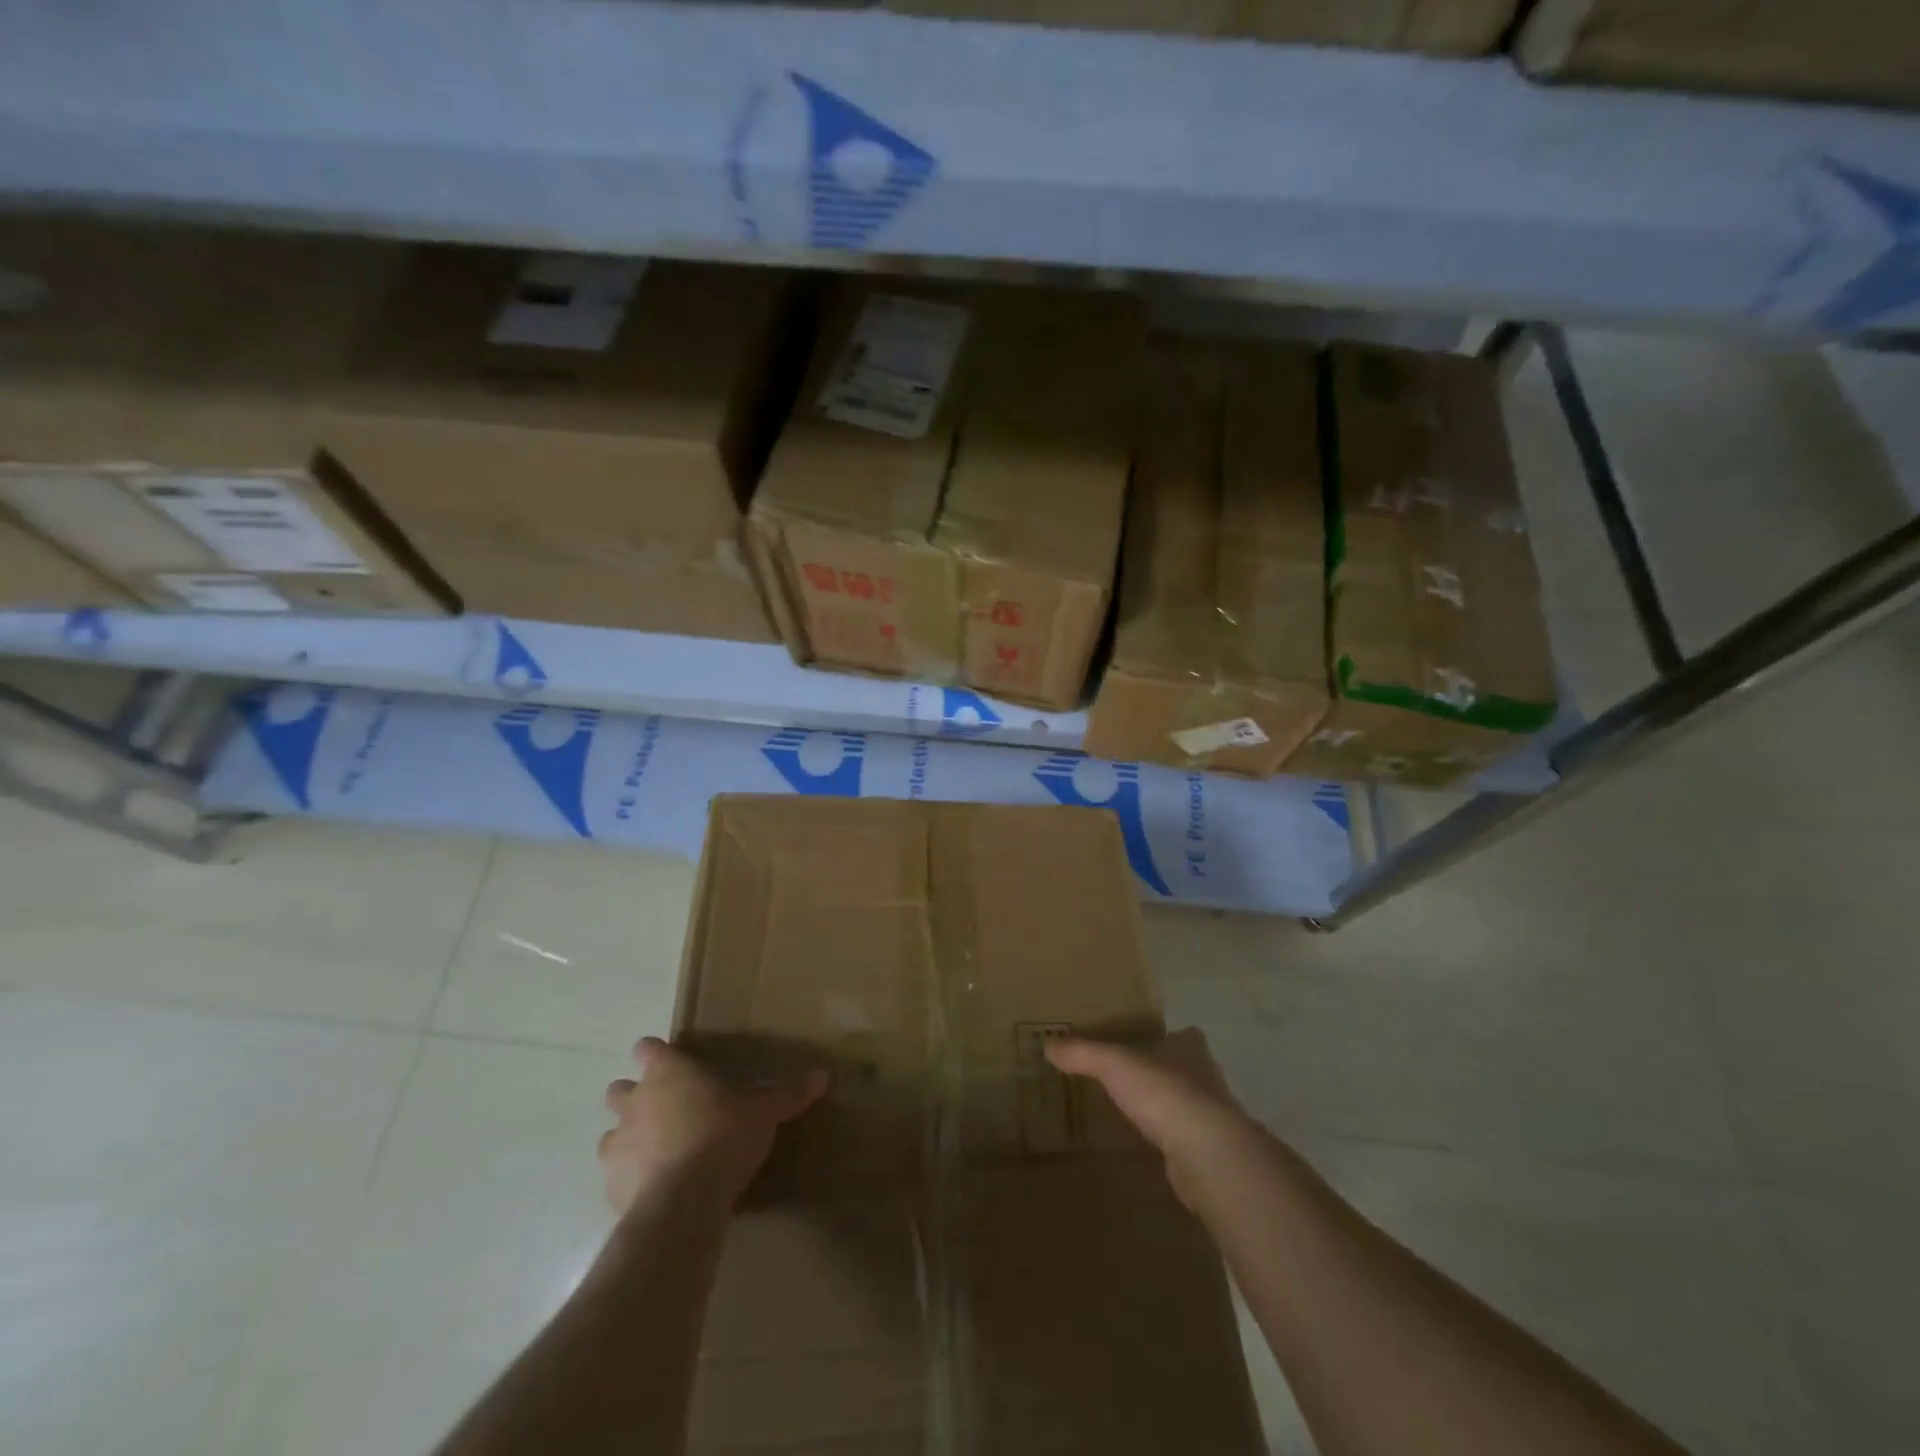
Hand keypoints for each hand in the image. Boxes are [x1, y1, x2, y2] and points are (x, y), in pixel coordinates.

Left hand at [600, 1037, 827, 1215]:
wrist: (684, 1202)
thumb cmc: (724, 1136)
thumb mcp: (765, 1111)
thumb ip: (789, 1093)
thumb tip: (825, 1075)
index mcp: (668, 1072)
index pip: (648, 1048)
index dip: (656, 1053)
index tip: (672, 1062)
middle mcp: (635, 1102)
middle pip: (619, 1089)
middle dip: (635, 1096)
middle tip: (666, 1109)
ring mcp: (617, 1145)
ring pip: (610, 1134)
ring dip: (628, 1139)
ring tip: (659, 1153)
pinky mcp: (610, 1187)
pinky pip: (615, 1177)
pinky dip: (630, 1180)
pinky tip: (656, 1189)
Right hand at [1045, 1028, 1262, 1209]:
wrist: (1208, 1156)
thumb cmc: (1166, 1094)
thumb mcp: (1115, 1064)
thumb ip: (1083, 1053)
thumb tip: (1048, 1044)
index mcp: (1191, 1049)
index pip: (1184, 1036)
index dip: (1167, 1038)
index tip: (1144, 1045)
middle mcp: (1208, 1079)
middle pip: (1185, 1070)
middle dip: (1163, 1074)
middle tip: (1130, 1080)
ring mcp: (1213, 1119)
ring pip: (1186, 1107)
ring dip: (1166, 1110)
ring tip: (1133, 1115)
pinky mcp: (1210, 1155)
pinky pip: (1184, 1142)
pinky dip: (1168, 1144)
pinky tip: (1147, 1149)